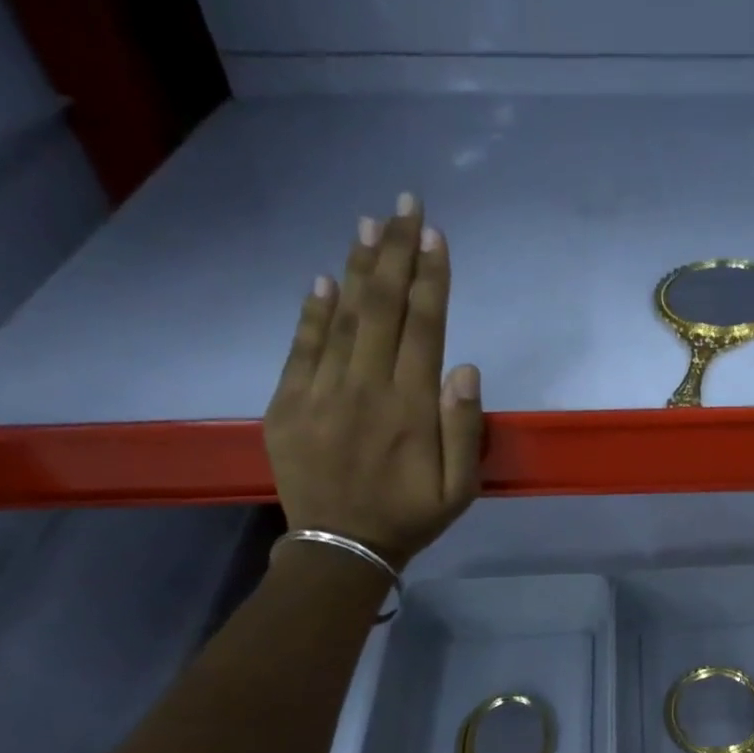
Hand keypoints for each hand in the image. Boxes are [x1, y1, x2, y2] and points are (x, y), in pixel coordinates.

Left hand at [264, 195, 482, 569]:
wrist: (340, 548)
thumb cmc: (410, 517)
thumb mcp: (460, 488)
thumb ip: (466, 429)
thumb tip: (465, 367)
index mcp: (412, 408)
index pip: (425, 327)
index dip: (431, 278)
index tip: (434, 235)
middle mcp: (366, 389)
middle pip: (383, 309)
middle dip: (396, 253)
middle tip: (404, 204)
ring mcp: (321, 394)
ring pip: (343, 319)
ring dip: (358, 268)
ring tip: (369, 224)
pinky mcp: (287, 404)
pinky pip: (301, 348)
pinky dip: (313, 312)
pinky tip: (324, 278)